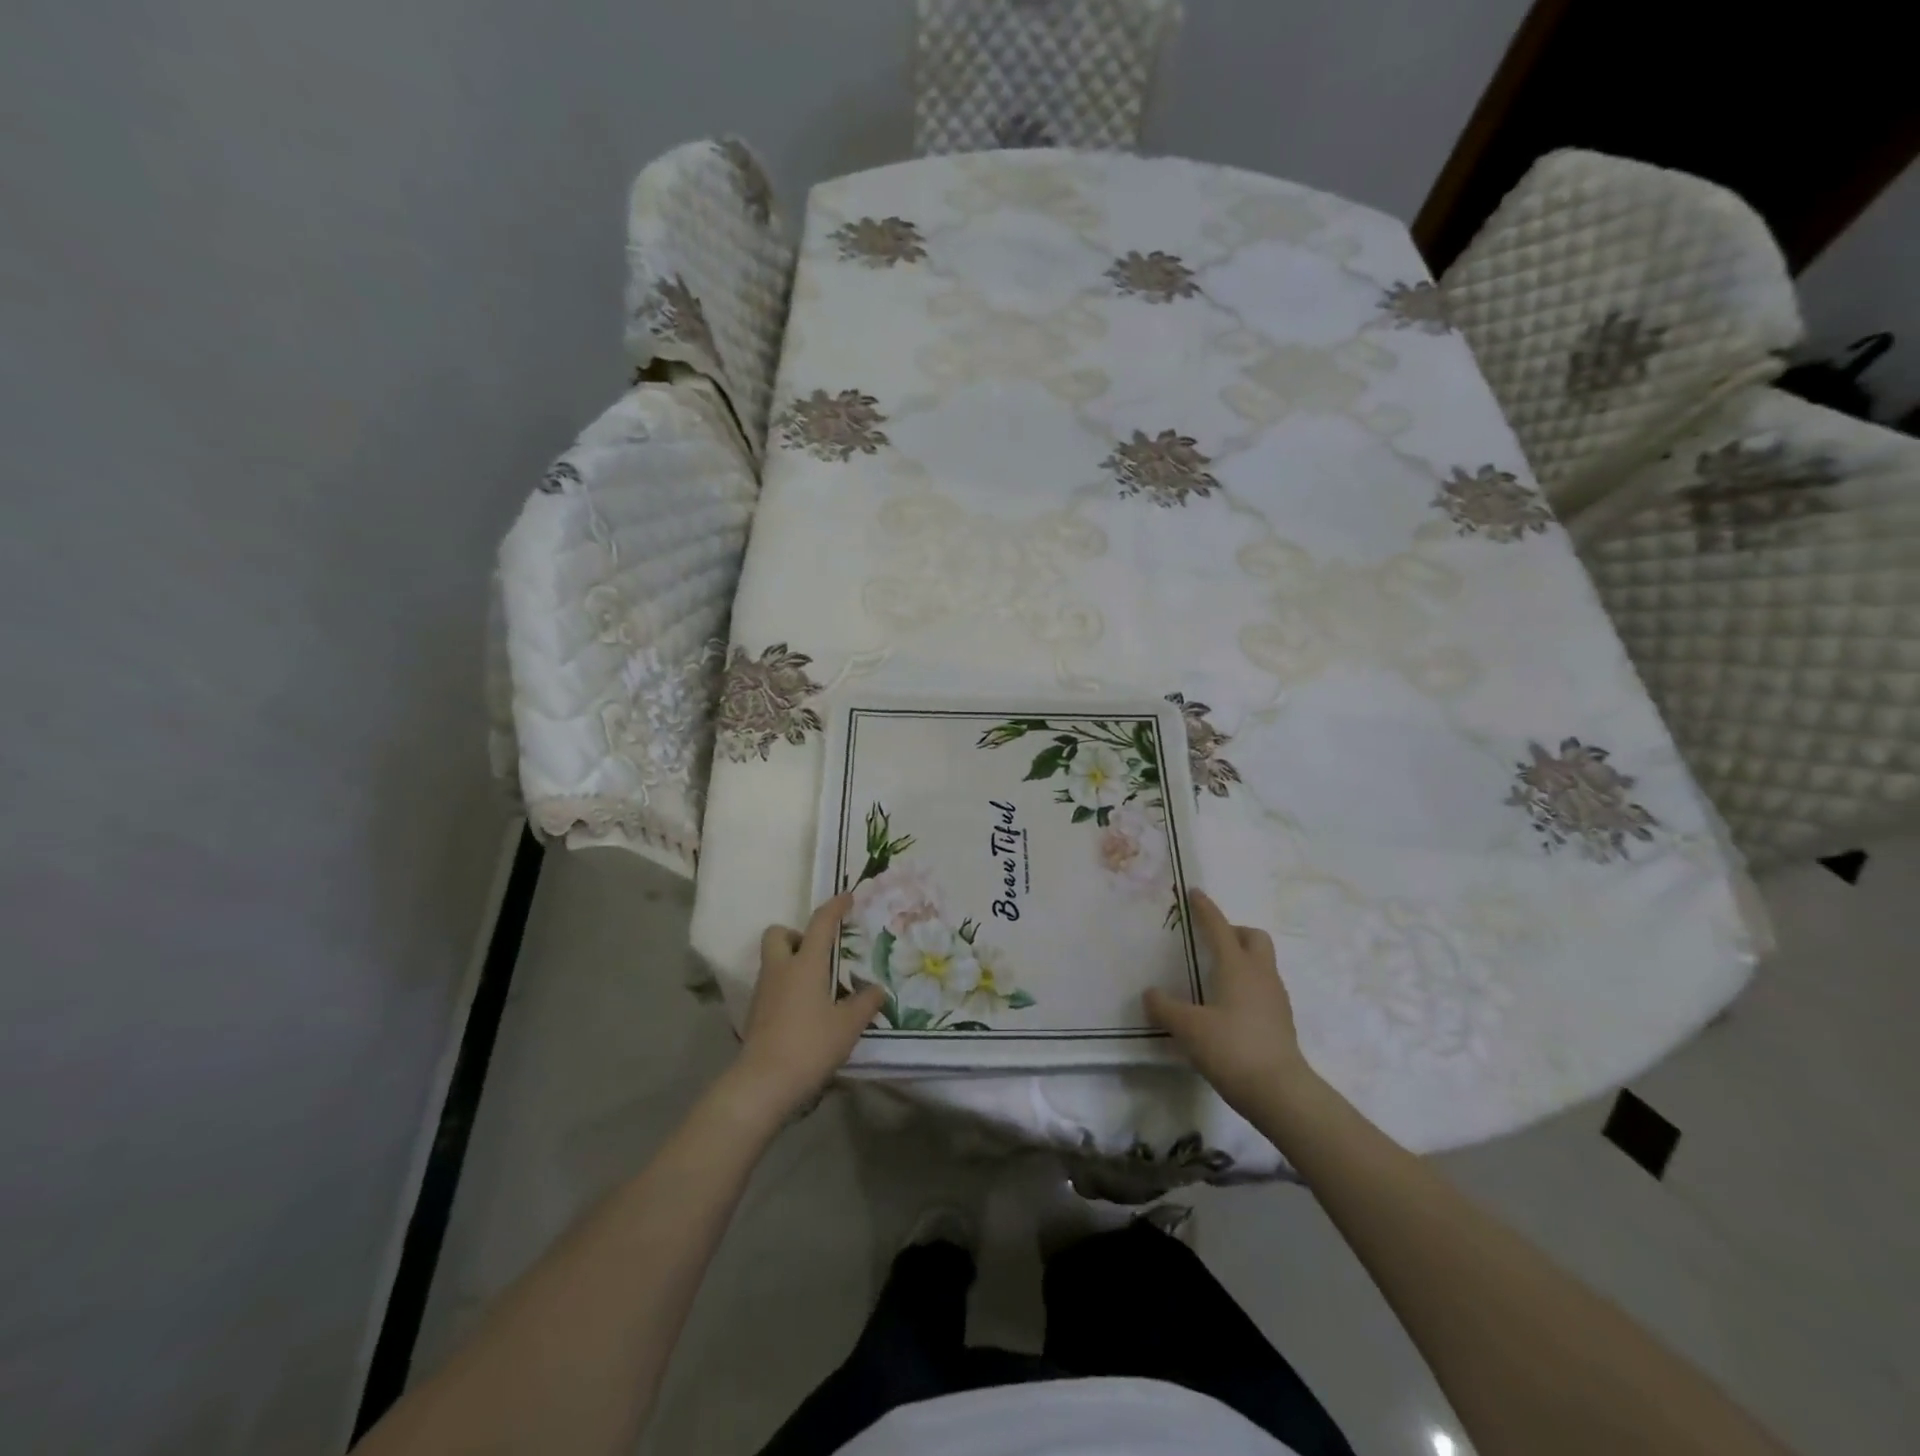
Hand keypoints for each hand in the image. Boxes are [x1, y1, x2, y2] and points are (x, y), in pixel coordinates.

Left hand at [730, 893, 886, 1118]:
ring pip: (773, 961)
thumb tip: (877, 990)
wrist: (763, 1083)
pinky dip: (786, 989)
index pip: (820, 924)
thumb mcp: (848, 1025)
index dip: (834, 907)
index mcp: (805, 964)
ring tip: (818, 987)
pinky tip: (805, 1012)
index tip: (847, 897)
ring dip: (791, 963)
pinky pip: (772, 987)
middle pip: (777, 934)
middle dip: (795, 935)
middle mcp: (780, 970)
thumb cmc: (810, 1045)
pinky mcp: (756, 1014)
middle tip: (818, 953)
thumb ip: (865, 1003)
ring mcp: (763, 992)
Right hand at [1145, 890, 1315, 1116]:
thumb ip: (1165, 1008)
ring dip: (1241, 960)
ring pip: (1261, 964)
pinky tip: (1227, 1007)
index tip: (1195, 893)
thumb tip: (1151, 994)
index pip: (1219, 928)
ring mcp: (1275, 999)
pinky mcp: (1281, 1022)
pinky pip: (1263, 988)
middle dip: (1234, 933)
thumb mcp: (1188, 1028)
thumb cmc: (1232, 1049)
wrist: (1281, 1093)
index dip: (1206, 909)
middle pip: (1254, 938)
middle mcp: (1260, 975)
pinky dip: (1246, 986)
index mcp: (1237, 967)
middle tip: (1210, 943)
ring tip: (1214, 977)